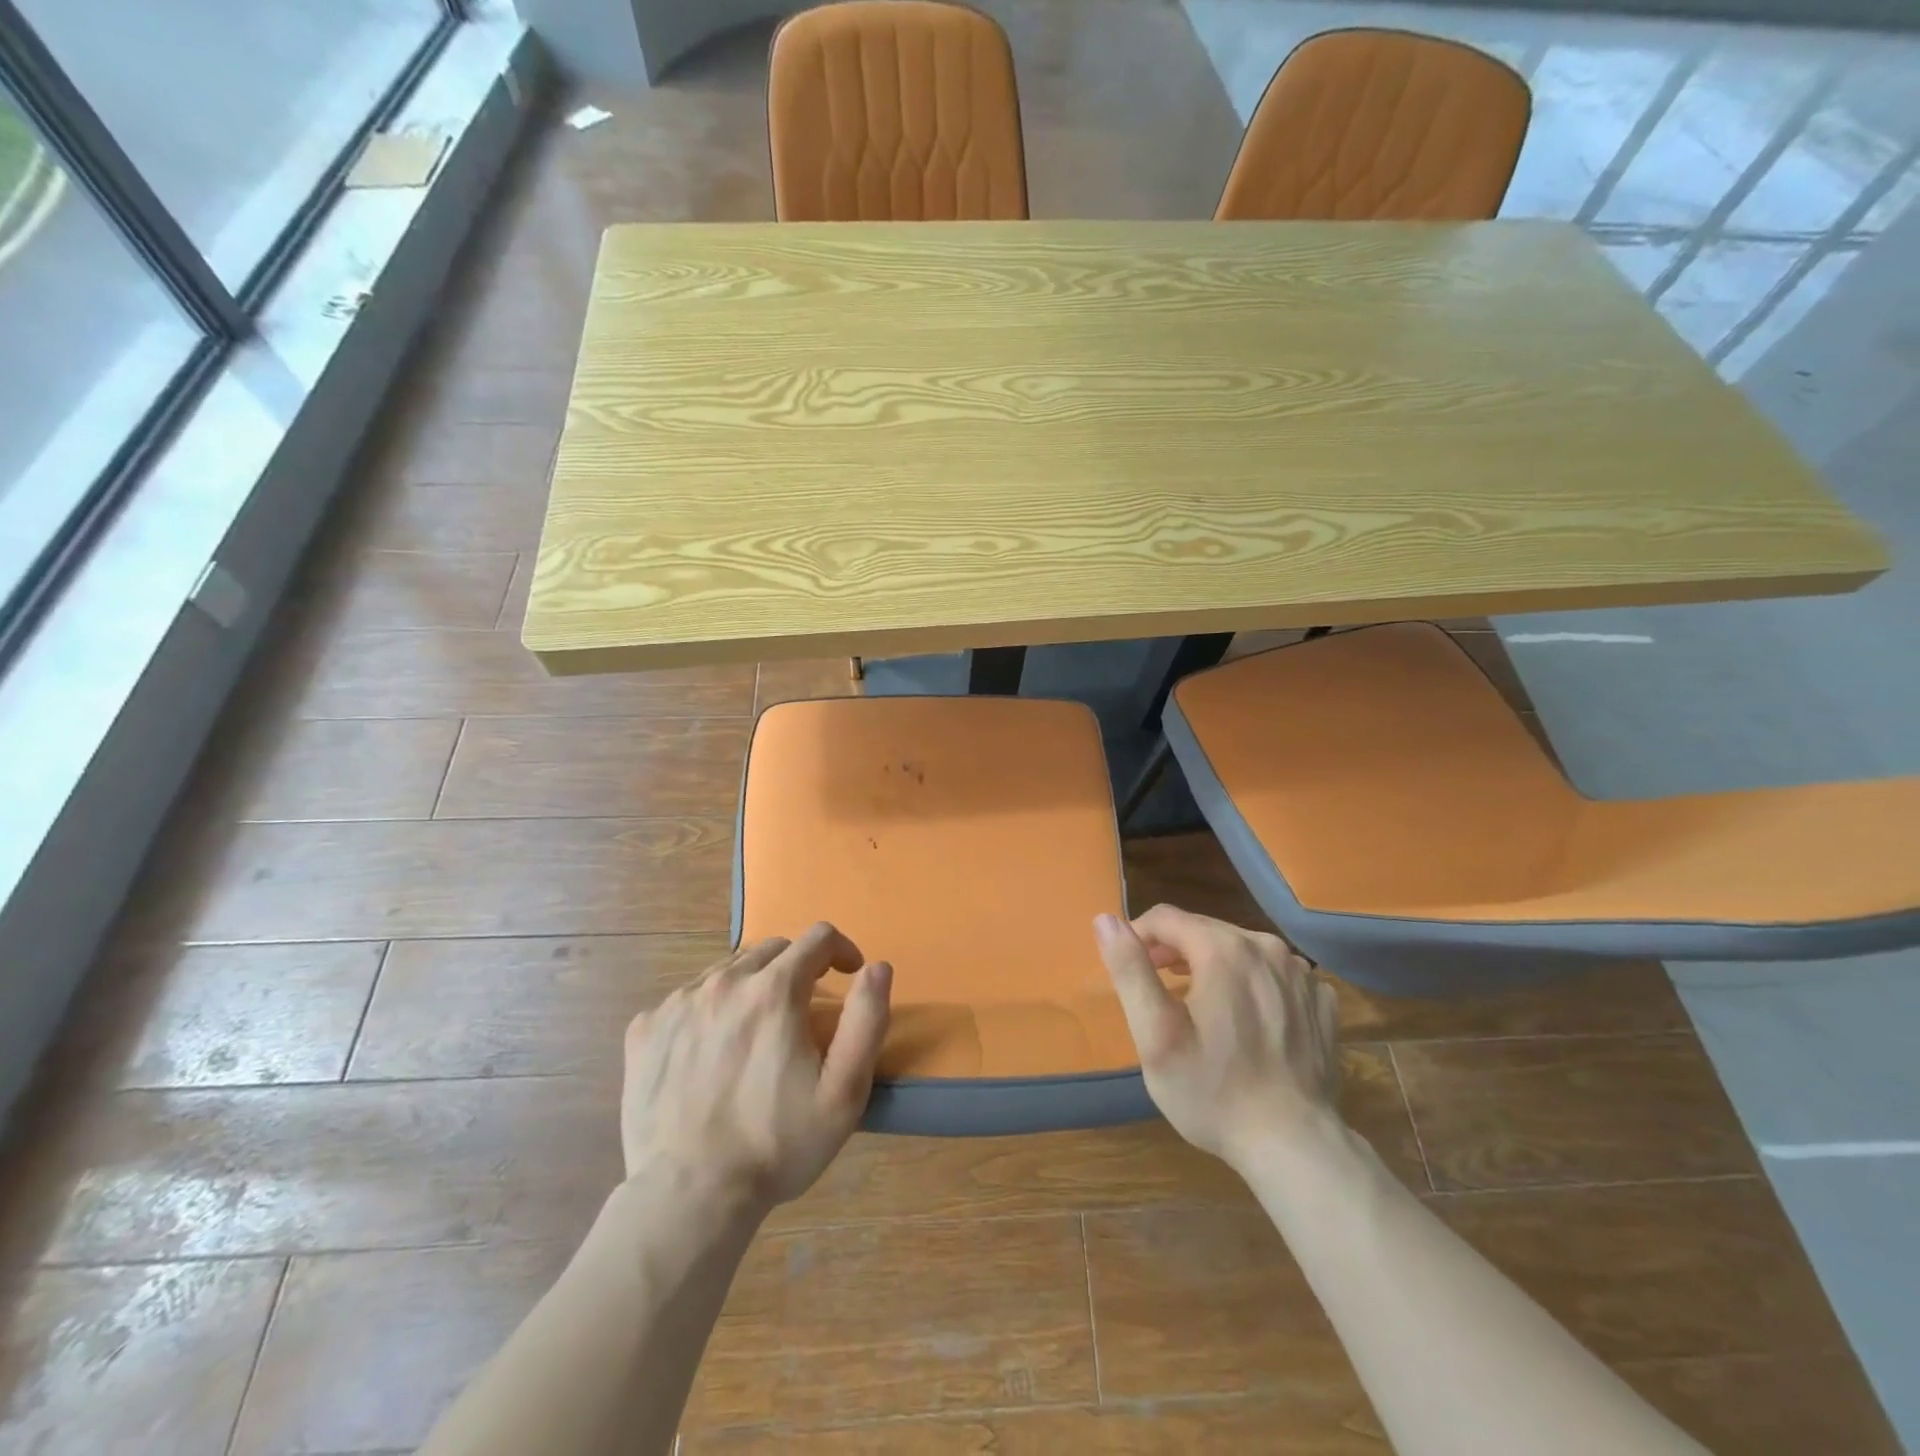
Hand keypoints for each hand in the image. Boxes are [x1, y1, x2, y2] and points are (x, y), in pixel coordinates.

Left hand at [620, 923, 891, 1215]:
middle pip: (772, 950)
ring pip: (727, 971)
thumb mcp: (844, 1090)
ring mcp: (678, 1003)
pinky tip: (710, 1050)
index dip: (841, 950)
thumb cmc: (776, 1144)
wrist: (687, 1197)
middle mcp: (724, 982)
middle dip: (797, 968)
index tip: (848, 974)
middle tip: (803, 1011)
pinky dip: (708, 1010)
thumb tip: (877, 967)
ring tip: (756, 1032)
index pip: (817, 939)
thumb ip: (867, 1019)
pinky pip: (687, 999)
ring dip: (752, 986)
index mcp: (774, 990)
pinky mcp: (645, 1029)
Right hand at [1095, 905, 1340, 1169]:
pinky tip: (1247, 1019)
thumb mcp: (1156, 1035)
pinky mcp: (1320, 999)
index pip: (1166, 917)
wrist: (1295, 1148)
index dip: (1139, 936)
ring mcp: (1300, 973)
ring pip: (1240, 948)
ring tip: (1199, 1005)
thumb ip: (1130, 970)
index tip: (1130, 970)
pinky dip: (1253, 984)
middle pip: (1204, 929)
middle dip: (1174, 950)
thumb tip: (1105, 920)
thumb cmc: (1213, 1092)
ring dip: (1212, 965)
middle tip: (1159, 990)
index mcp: (1223, 949)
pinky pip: (1274, 973)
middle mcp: (1266, 947)